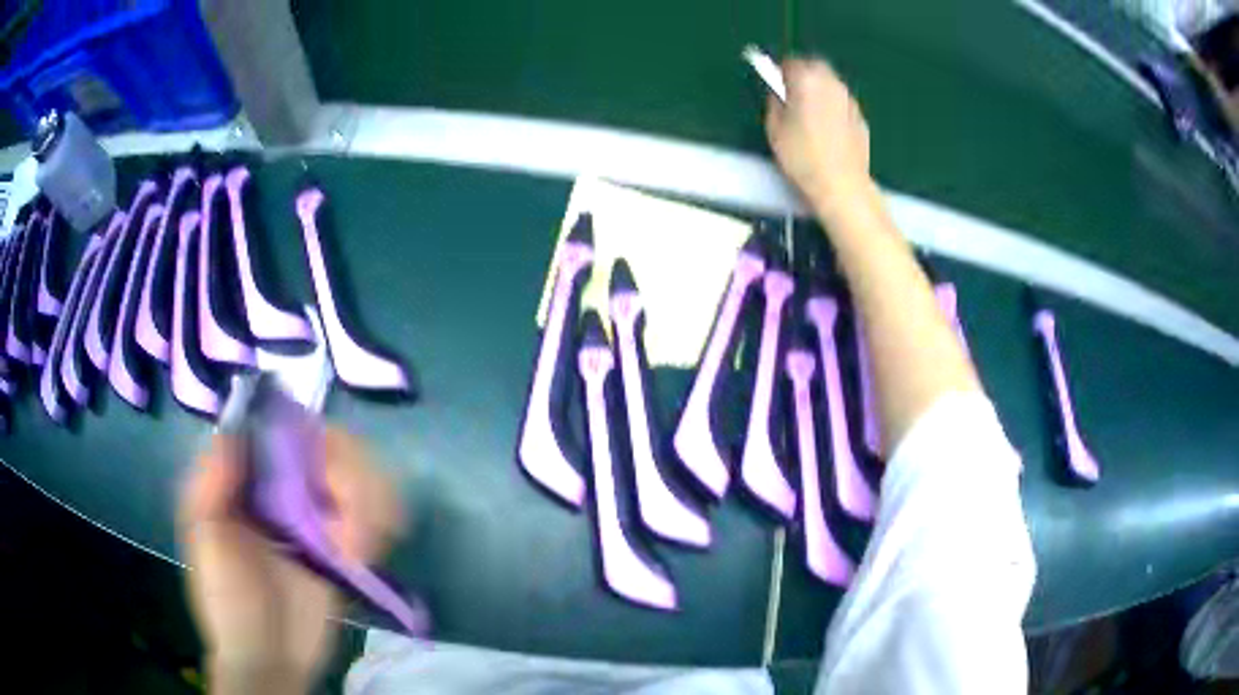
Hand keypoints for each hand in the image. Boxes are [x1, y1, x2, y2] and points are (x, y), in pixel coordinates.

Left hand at [178, 428, 403, 691]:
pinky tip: (365, 552)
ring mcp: (322, 520)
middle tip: (349, 512)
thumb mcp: (204, 536)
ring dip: (372, 503)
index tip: (320, 457)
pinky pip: (377, 519)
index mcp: (251, 478)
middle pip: (337, 447)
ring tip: (359, 546)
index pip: (288, 426)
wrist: (267, 657)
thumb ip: (210, 480)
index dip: (310, 430)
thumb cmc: (226, 598)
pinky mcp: (348, 550)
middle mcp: (289, 489)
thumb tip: (237, 429)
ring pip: (365, 478)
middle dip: (352, 473)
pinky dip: (381, 525)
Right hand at [765, 58, 871, 213]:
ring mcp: (849, 99)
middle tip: (792, 93)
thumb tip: (779, 93)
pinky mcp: (860, 116)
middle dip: (802, 73)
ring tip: (809, 111)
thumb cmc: (802, 157)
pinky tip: (826, 127)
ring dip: (819, 88)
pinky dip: (832, 105)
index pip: (790, 62)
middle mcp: (831, 83)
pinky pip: (841, 101)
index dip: (779, 71)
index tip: (774, 84)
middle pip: (815, 66)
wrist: (841, 184)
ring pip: (830, 82)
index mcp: (806, 80)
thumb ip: (775, 103)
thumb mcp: (774, 129)